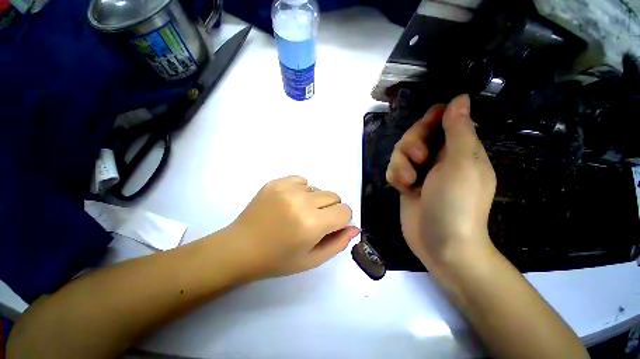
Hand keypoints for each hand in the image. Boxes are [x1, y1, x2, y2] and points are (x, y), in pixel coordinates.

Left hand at [226, 176, 358, 279]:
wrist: (240, 248)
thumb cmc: (278, 259)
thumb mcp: (312, 260)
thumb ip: (338, 243)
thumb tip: (354, 227)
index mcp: (312, 224)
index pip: (345, 211)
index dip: (341, 220)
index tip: (329, 227)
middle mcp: (301, 202)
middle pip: (334, 196)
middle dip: (330, 209)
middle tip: (313, 221)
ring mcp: (287, 189)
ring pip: (318, 188)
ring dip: (314, 200)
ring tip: (298, 213)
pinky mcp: (276, 182)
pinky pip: (302, 180)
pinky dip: (302, 190)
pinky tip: (289, 203)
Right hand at [386, 94, 496, 269]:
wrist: (441, 243)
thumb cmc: (457, 203)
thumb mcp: (461, 163)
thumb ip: (458, 130)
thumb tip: (460, 98)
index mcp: (459, 148)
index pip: (443, 119)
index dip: (431, 119)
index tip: (424, 127)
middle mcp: (439, 157)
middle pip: (416, 134)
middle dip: (411, 144)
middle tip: (418, 159)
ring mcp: (421, 172)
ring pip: (400, 152)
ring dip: (400, 163)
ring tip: (408, 180)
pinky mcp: (406, 184)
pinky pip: (393, 169)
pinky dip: (395, 176)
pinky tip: (402, 189)